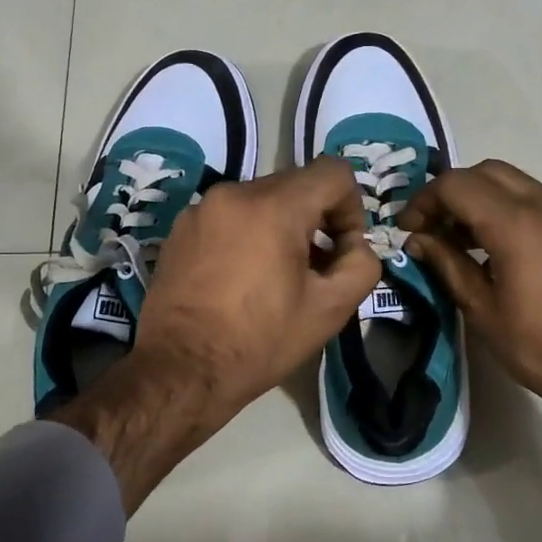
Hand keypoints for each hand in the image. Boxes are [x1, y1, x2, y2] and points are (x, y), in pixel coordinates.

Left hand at [58, 157, 379, 511]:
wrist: (181, 369)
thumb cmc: (260, 340)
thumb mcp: (330, 309)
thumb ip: (361, 265)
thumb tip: (353, 245)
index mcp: (274, 206)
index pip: (333, 172)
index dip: (351, 207)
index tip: (342, 248)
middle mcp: (234, 192)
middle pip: (296, 184)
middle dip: (316, 219)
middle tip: (314, 268)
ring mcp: (202, 208)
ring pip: (261, 199)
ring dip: (280, 226)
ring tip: (275, 276)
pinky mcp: (180, 228)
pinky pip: (229, 215)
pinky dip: (246, 234)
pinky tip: (240, 279)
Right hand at [398, 160, 541, 522]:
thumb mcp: (485, 312)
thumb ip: (449, 265)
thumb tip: (420, 240)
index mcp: (517, 225)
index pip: (456, 184)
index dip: (424, 201)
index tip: (411, 230)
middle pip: (488, 172)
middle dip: (454, 192)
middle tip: (437, 229)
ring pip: (520, 186)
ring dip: (486, 203)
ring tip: (471, 244)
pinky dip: (517, 216)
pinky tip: (514, 258)